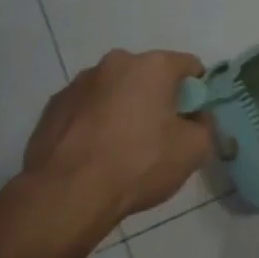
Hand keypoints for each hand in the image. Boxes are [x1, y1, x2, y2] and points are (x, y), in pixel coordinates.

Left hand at [19, 49, 212, 248]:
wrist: (67, 193)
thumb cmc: (139, 163)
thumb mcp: (194, 149)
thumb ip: (204, 125)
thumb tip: (194, 119)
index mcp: (153, 66)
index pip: (189, 66)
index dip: (197, 91)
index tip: (193, 118)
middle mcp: (115, 64)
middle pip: (149, 76)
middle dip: (158, 98)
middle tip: (160, 134)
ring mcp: (79, 83)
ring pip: (115, 91)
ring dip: (124, 108)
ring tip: (122, 147)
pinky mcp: (53, 106)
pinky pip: (87, 108)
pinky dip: (96, 122)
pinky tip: (96, 153)